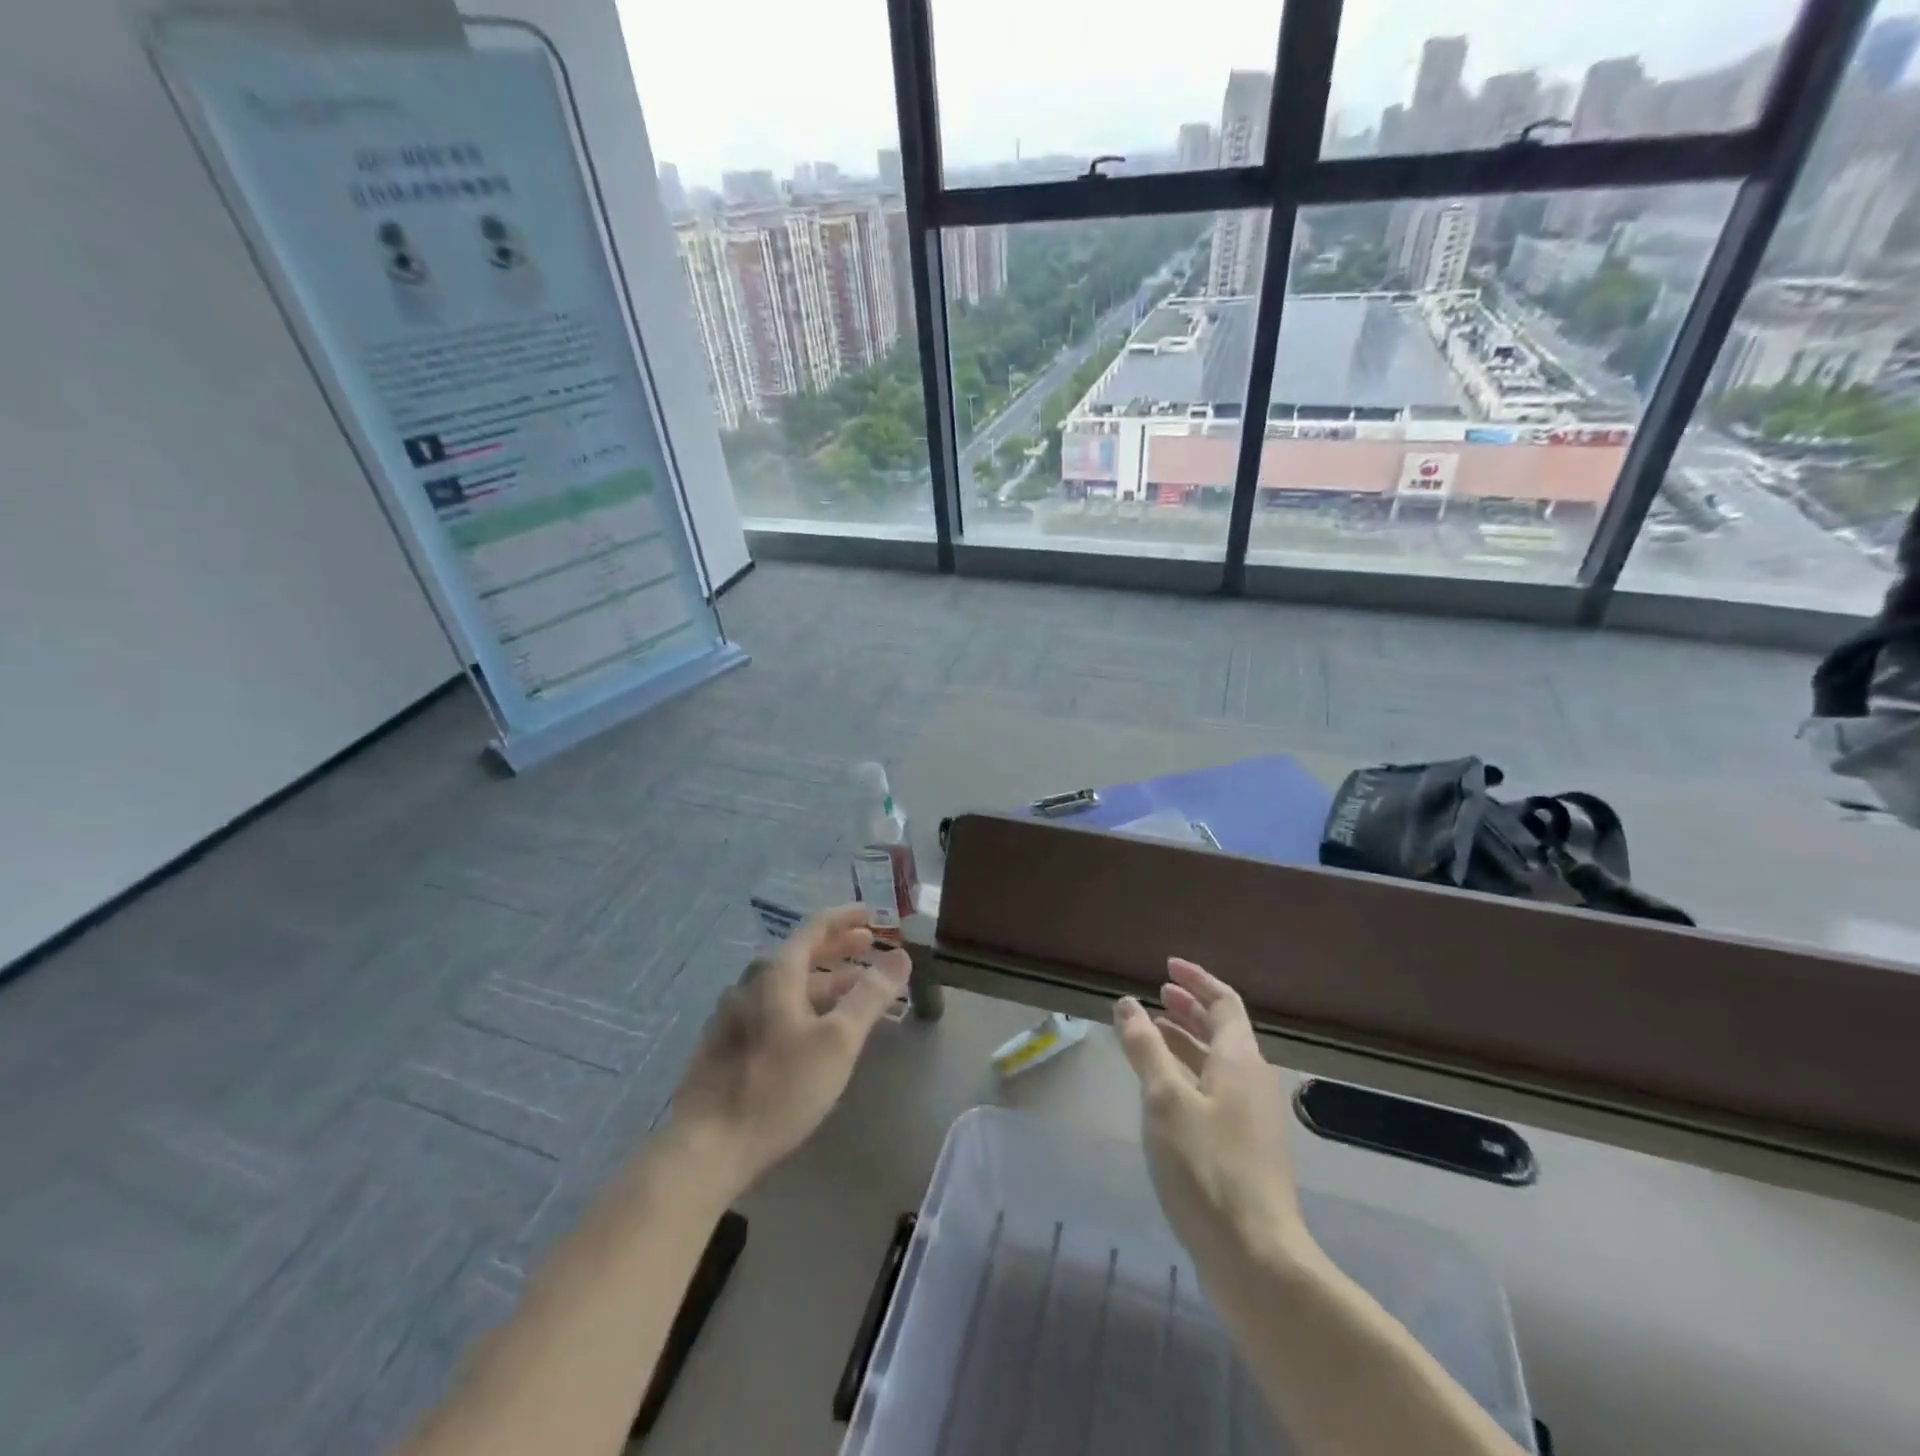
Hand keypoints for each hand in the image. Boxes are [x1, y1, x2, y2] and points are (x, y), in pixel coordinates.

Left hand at [670, 905, 909, 1199]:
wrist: (706, 1147)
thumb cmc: (780, 1087)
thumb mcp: (838, 1041)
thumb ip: (870, 996)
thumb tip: (900, 957)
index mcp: (775, 974)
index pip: (814, 928)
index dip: (845, 918)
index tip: (871, 915)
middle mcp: (750, 984)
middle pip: (799, 954)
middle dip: (837, 948)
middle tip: (868, 946)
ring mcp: (732, 1014)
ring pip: (786, 985)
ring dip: (822, 980)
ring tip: (851, 989)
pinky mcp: (724, 1045)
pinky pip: (771, 1008)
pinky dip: (801, 1004)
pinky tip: (812, 1027)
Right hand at [1113, 959, 1308, 1276]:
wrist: (1257, 1258)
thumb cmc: (1207, 1168)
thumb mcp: (1165, 1099)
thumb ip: (1145, 1048)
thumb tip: (1128, 1003)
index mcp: (1240, 1061)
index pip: (1224, 1003)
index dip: (1196, 980)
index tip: (1167, 966)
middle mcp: (1253, 1082)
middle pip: (1224, 1032)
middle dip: (1190, 1010)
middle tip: (1157, 996)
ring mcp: (1253, 1119)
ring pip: (1218, 1064)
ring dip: (1187, 1043)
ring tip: (1152, 1037)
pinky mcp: (1246, 1151)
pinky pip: (1216, 1093)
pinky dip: (1190, 1076)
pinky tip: (1165, 1094)